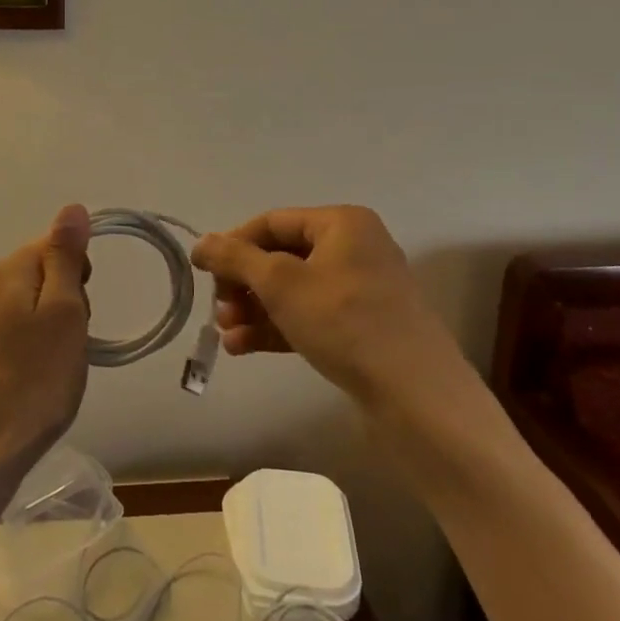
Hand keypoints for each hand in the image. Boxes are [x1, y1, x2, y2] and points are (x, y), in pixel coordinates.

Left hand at [0, 205, 91, 498]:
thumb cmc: (33, 380)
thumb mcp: (64, 312)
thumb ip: (66, 256)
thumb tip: (73, 207)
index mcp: (8, 269)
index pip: (56, 244)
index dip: (79, 275)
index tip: (80, 314)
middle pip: (45, 272)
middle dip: (68, 301)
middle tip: (70, 342)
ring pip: (34, 304)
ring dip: (54, 327)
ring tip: (56, 366)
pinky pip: (18, 330)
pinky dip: (35, 347)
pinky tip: (37, 378)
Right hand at [192, 205, 453, 403]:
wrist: (418, 398)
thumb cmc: (346, 323)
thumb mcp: (281, 284)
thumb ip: (235, 258)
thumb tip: (201, 243)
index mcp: (342, 223)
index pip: (272, 222)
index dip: (234, 245)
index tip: (204, 273)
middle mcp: (354, 248)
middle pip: (282, 257)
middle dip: (244, 285)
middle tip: (220, 311)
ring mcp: (361, 290)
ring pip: (293, 290)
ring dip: (255, 310)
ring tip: (227, 336)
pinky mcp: (362, 327)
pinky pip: (310, 316)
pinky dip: (278, 327)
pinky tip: (245, 348)